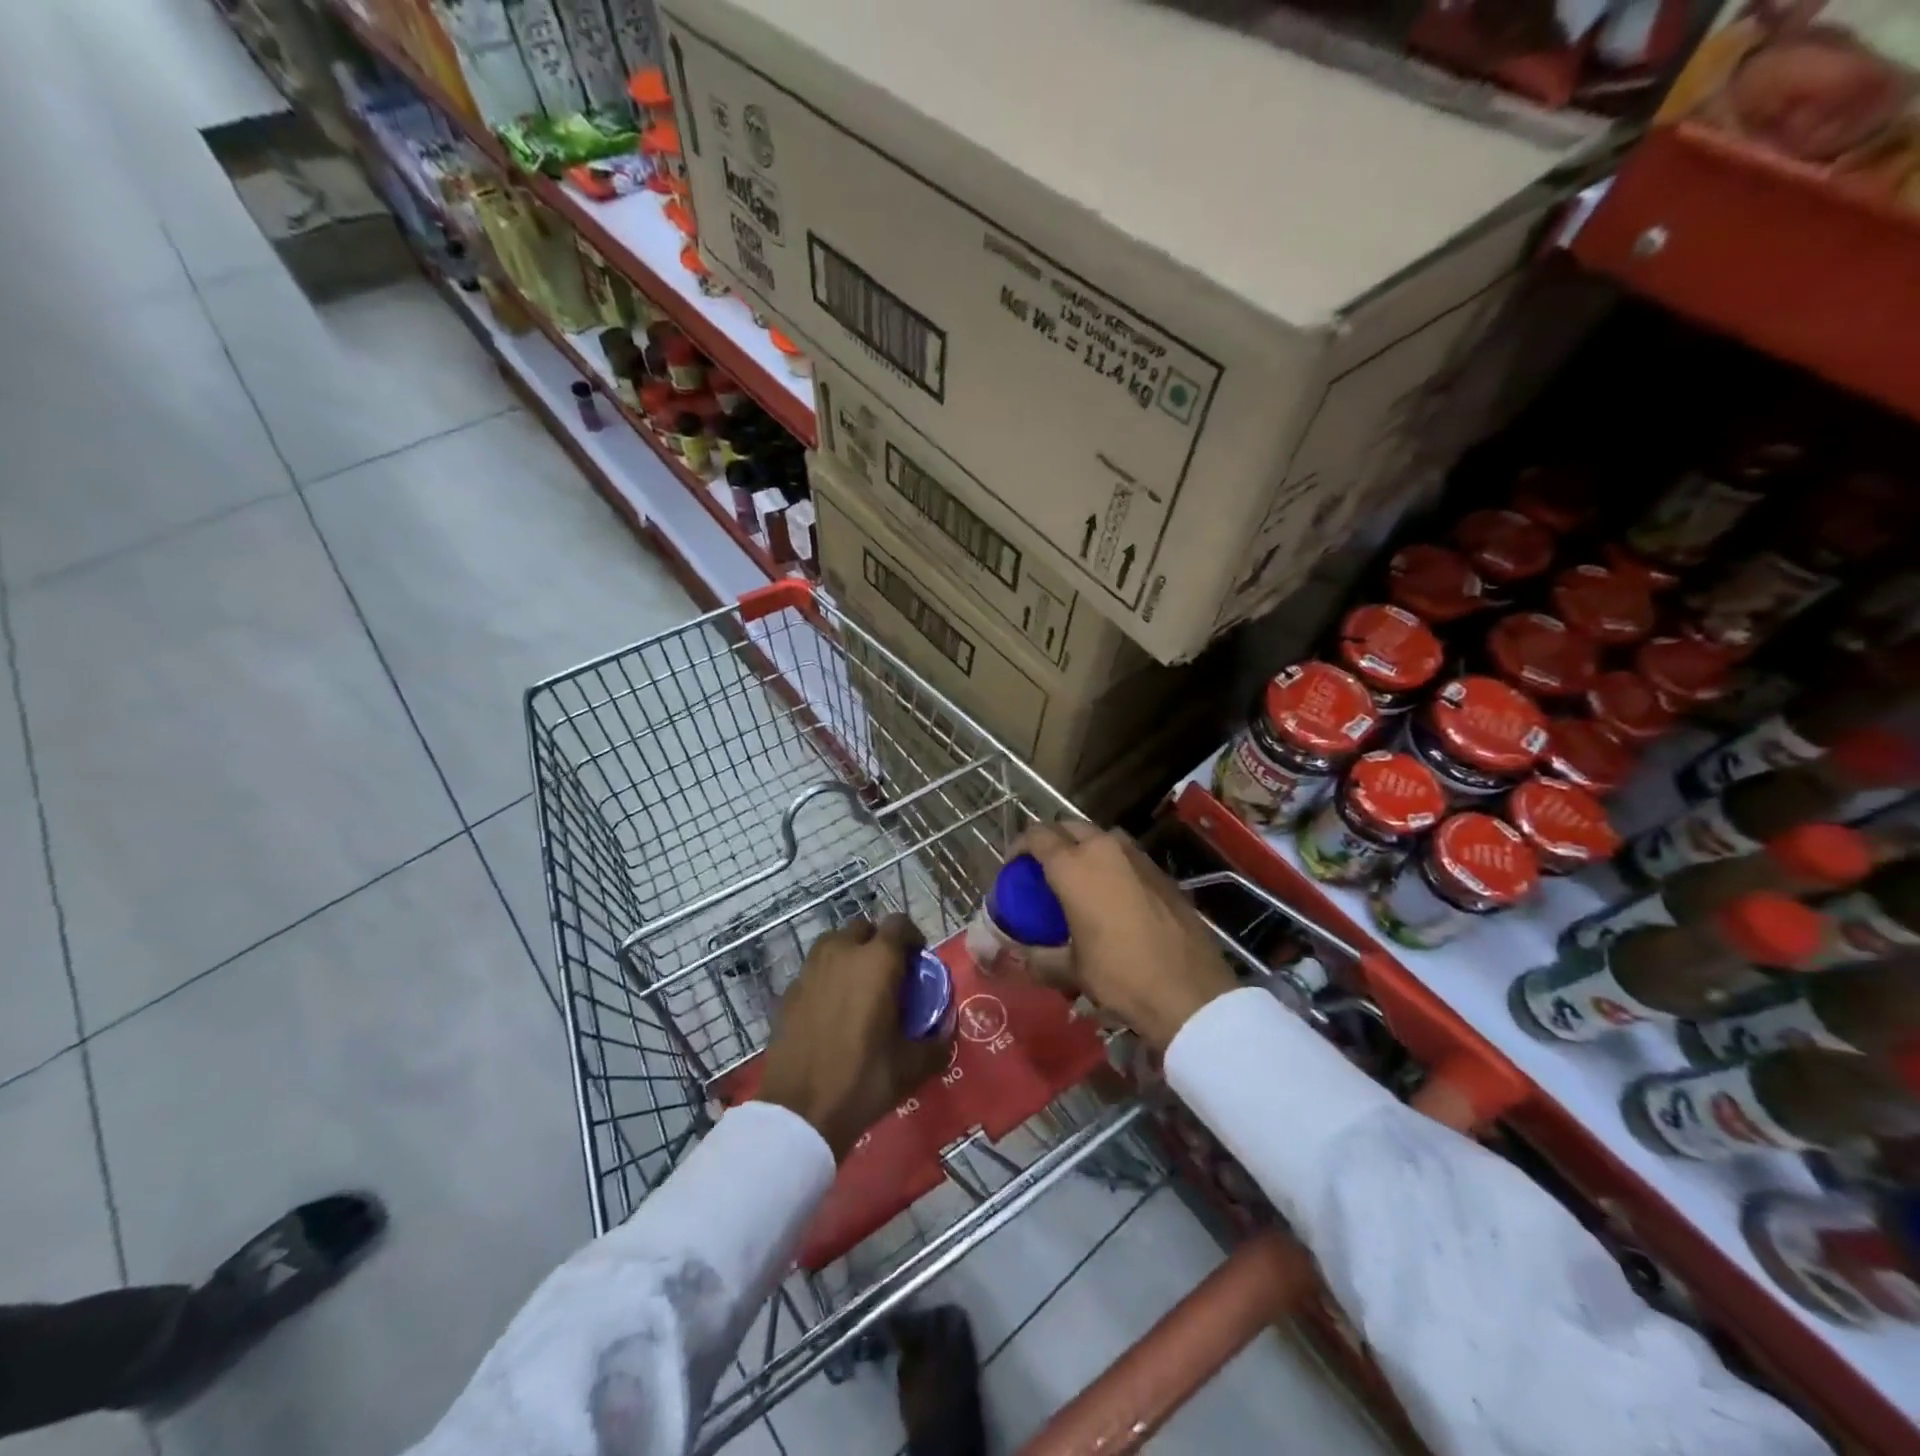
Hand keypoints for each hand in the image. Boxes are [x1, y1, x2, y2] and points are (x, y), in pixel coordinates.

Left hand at [757, 914, 950, 1159]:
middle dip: (878, 941)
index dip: (911, 936)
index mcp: (877, 961)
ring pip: (834, 942)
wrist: (799, 1110)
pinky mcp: (790, 990)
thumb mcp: (912, 1067)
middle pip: (863, 927)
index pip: (898, 924)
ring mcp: (811, 969)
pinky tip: (832, 1007)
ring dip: (850, 953)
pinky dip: (827, 976)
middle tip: (889, 973)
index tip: (918, 959)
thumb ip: (937, 1043)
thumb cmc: (862, 1080)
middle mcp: (842, 953)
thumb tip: (947, 1031)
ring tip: (859, 985)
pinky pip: (814, 968)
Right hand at [1016, 822, 1238, 1050]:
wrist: (1188, 991)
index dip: (1019, 846)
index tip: (1013, 866)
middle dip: (1052, 840)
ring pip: (1101, 836)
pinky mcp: (1162, 872)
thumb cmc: (1120, 975)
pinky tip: (1112, 894)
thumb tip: (1023, 955)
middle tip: (1044, 868)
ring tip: (1078, 877)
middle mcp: (1104, 849)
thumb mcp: (1071, 971)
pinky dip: (1111, 863)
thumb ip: (1040, 957)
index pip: (1037, 835)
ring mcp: (1138, 856)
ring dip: (1084, 847)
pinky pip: (1126, 855)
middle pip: (1069, 826)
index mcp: (1074, 866)